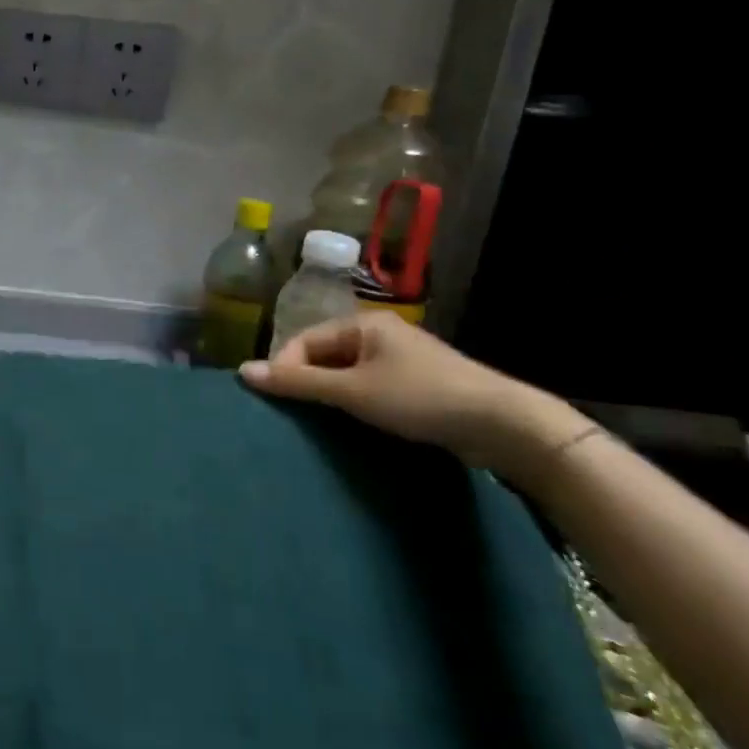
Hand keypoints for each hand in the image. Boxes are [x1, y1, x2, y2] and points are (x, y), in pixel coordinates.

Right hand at [238, 315, 584, 479]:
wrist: (505, 425)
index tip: (278, 402)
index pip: (304, 340)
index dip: (285, 368)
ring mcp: (402, 359)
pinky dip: (357, 403)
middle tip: (297, 416)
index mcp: (363, 324)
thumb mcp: (353, 391)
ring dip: (332, 395)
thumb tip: (243, 371)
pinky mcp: (419, 385)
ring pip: (348, 373)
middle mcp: (380, 334)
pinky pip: (371, 387)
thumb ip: (298, 382)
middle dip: (307, 382)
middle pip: (324, 355)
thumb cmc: (421, 398)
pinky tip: (357, 425)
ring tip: (323, 423)